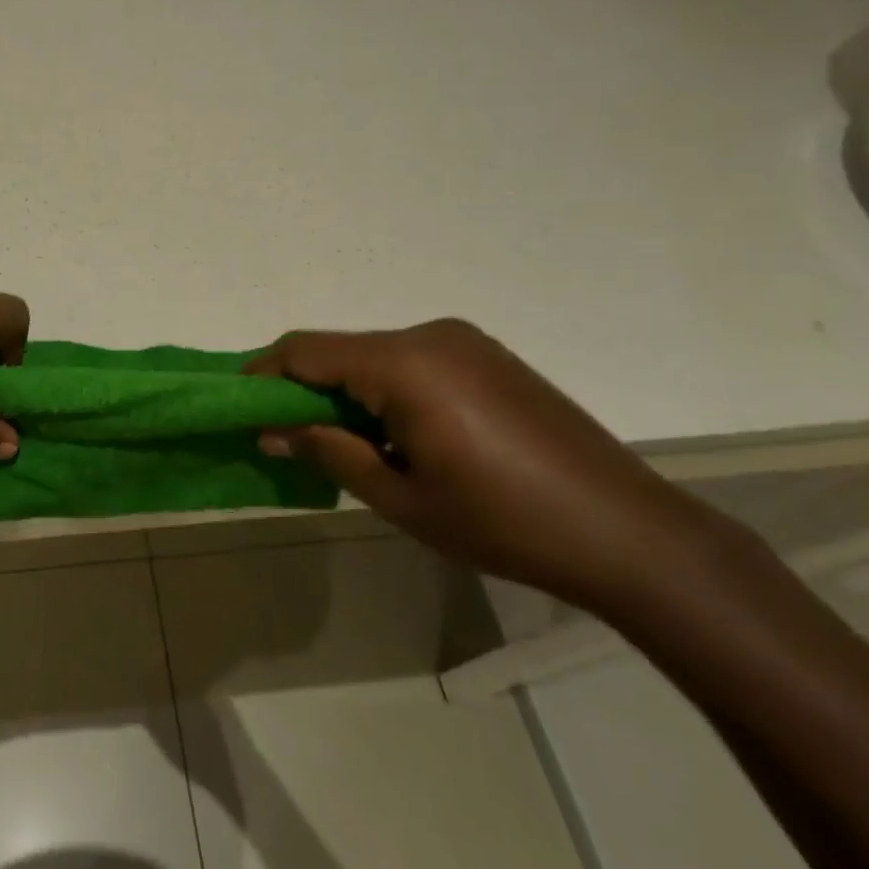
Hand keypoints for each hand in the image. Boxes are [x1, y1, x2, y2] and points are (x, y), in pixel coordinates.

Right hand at [246, 321, 708, 611]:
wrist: (630, 533)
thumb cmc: (502, 522)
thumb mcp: (399, 496)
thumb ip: (329, 451)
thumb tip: (273, 430)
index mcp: (404, 364)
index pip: (307, 350)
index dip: (264, 372)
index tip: (239, 402)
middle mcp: (430, 335)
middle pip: (341, 350)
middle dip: (305, 387)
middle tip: (286, 434)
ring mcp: (465, 342)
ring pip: (376, 355)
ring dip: (347, 389)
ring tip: (344, 441)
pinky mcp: (490, 356)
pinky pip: (414, 361)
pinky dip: (385, 388)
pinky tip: (398, 433)